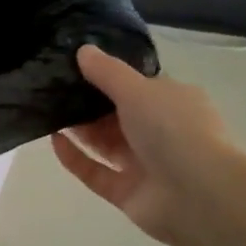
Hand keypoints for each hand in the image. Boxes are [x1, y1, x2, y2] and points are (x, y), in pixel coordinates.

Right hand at [51, 45, 235, 242]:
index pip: (138, 86)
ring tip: (46, 111)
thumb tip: (83, 49)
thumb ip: (107, 71)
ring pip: (105, 144)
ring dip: (79, 129)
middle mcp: (160, 132)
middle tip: (52, 89)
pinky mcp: (127, 193)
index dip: (107, 76)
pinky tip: (53, 141)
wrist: (199, 195)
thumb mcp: (138, 90)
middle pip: (117, 115)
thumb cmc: (174, 130)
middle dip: (87, 104)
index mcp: (172, 102)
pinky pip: (95, 173)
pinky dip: (75, 158)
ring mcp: (144, 165)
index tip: (73, 67)